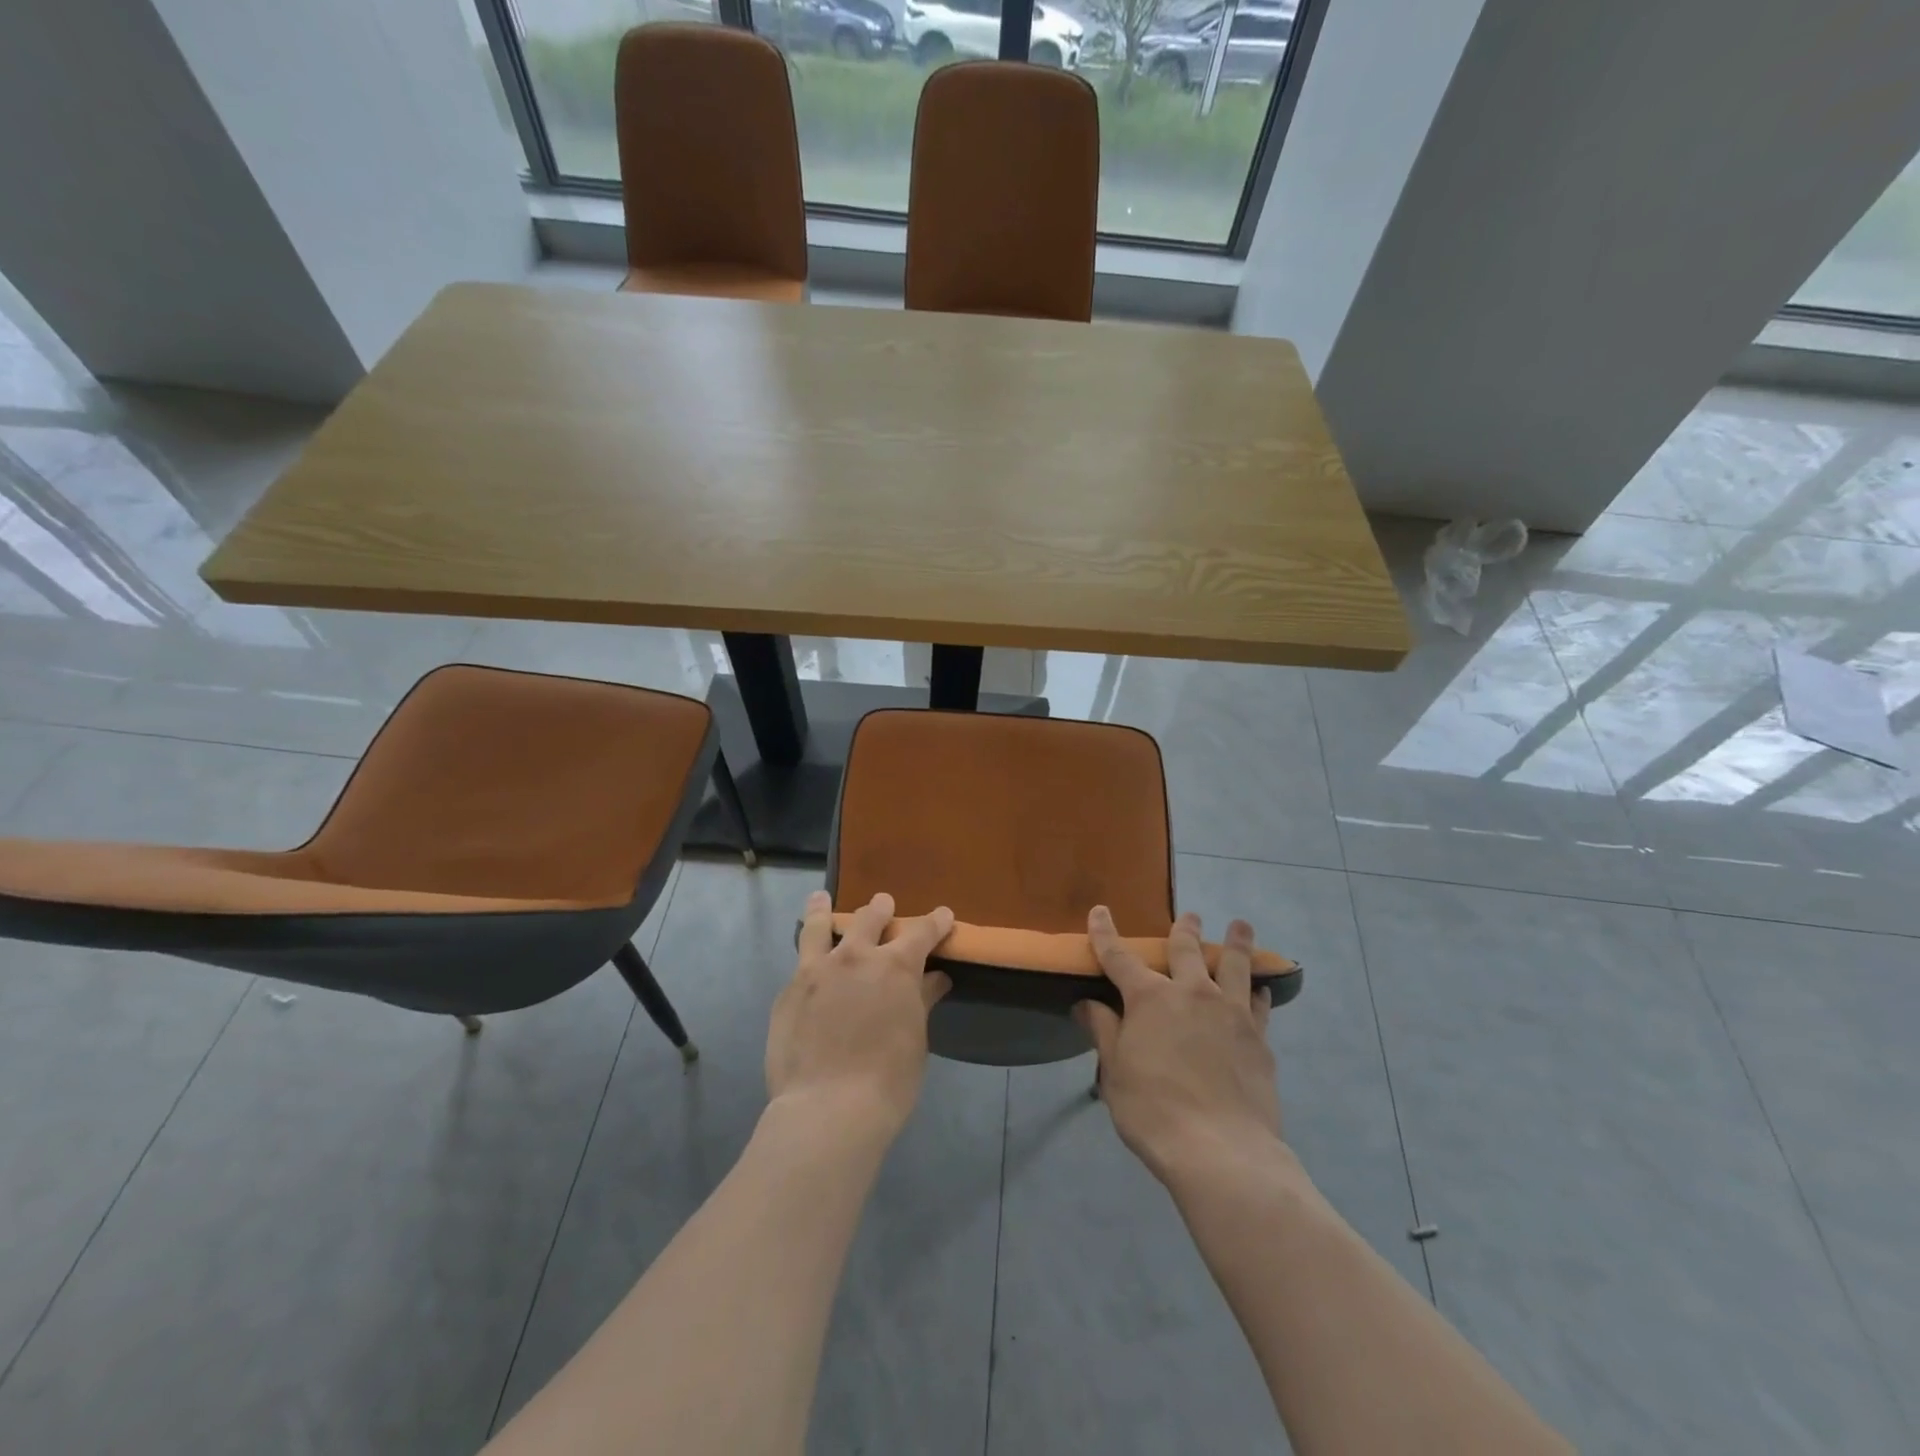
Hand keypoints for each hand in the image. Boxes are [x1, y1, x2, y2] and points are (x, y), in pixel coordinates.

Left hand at [767, 891, 953, 1139]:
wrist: (827, 1108)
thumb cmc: (888, 1080)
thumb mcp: (915, 1039)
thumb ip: (921, 1001)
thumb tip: (936, 978)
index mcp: (895, 966)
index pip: (922, 932)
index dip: (936, 921)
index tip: (943, 915)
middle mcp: (856, 957)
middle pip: (869, 918)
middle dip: (881, 909)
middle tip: (884, 904)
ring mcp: (817, 971)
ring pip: (820, 926)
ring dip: (824, 909)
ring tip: (820, 898)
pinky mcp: (788, 992)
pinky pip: (800, 964)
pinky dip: (808, 956)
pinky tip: (806, 964)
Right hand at [1074, 906, 1281, 1186]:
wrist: (1221, 1150)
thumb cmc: (1153, 1110)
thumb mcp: (1114, 1073)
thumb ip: (1103, 1032)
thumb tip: (1086, 1003)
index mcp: (1149, 998)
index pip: (1119, 957)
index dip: (1105, 933)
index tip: (1100, 911)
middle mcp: (1192, 993)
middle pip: (1186, 950)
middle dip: (1184, 930)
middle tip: (1190, 915)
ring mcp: (1230, 1013)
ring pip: (1234, 966)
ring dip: (1236, 943)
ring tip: (1240, 926)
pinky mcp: (1259, 1039)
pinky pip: (1259, 1005)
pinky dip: (1257, 993)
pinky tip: (1260, 990)